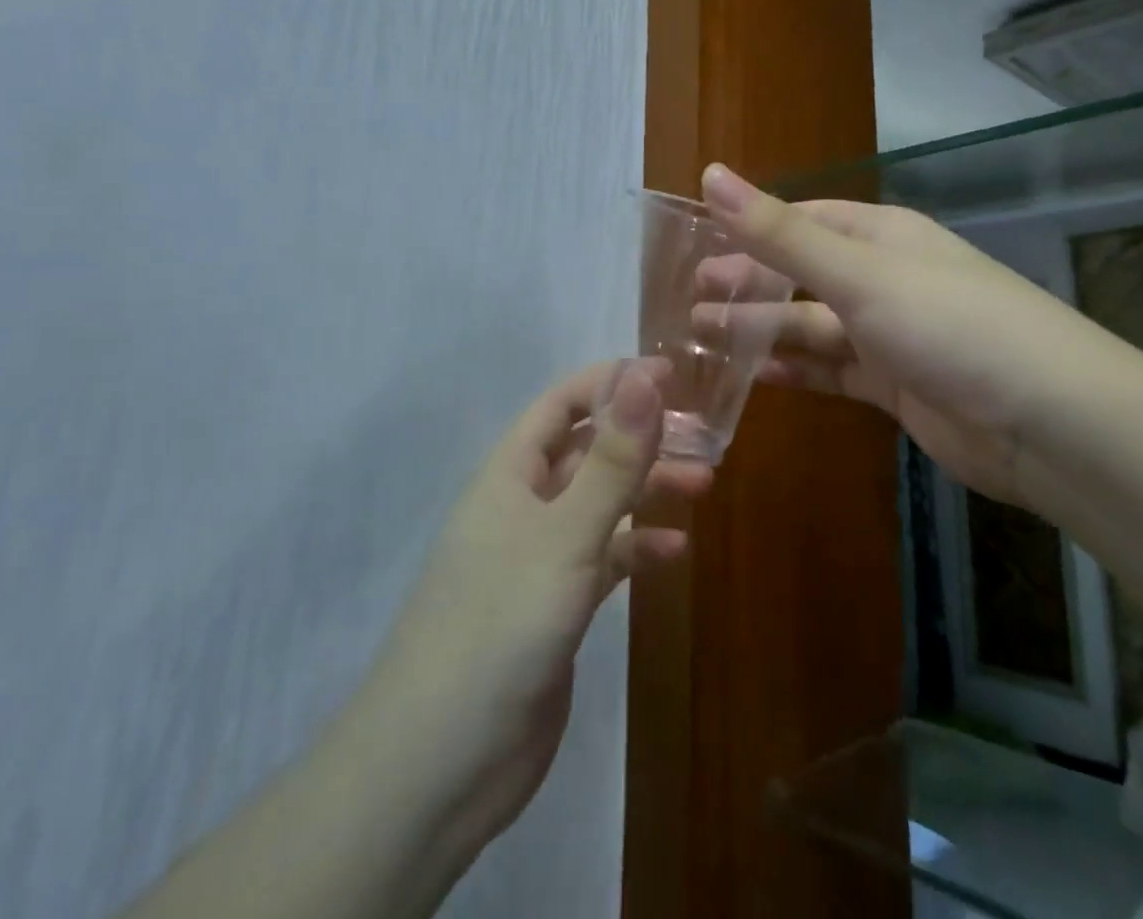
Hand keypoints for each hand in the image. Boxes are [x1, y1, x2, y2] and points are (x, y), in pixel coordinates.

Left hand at [360, 360, 703, 854]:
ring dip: (647, 489)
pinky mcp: (555, 605)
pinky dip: (638, 548)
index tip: (672, 376)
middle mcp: (522, 505)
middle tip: (703, 435)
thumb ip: (612, 459)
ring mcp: (538, 557)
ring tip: (703, 483)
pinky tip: (676, 552)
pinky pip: (604, 558)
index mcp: (510, 474)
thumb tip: (646, 377)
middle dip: (642, 437)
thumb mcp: (566, 534)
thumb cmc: (498, 626)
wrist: (439, 767)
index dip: (613, 382)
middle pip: (588, 450)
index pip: (562, 404)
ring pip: (600, 503)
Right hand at [697, 163, 1122, 504]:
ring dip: (762, 329)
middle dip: (748, 283)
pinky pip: (834, 370)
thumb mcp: (859, 273)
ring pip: (812, 325)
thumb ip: (781, 232)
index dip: (751, 228)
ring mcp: (891, 334)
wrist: (1048, 423)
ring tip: (702, 335)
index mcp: (880, 236)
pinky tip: (756, 376)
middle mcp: (885, 278)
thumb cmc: (949, 325)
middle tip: (688, 298)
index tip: (696, 243)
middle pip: (802, 274)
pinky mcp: (896, 385)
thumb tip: (712, 174)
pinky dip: (797, 371)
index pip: (803, 220)